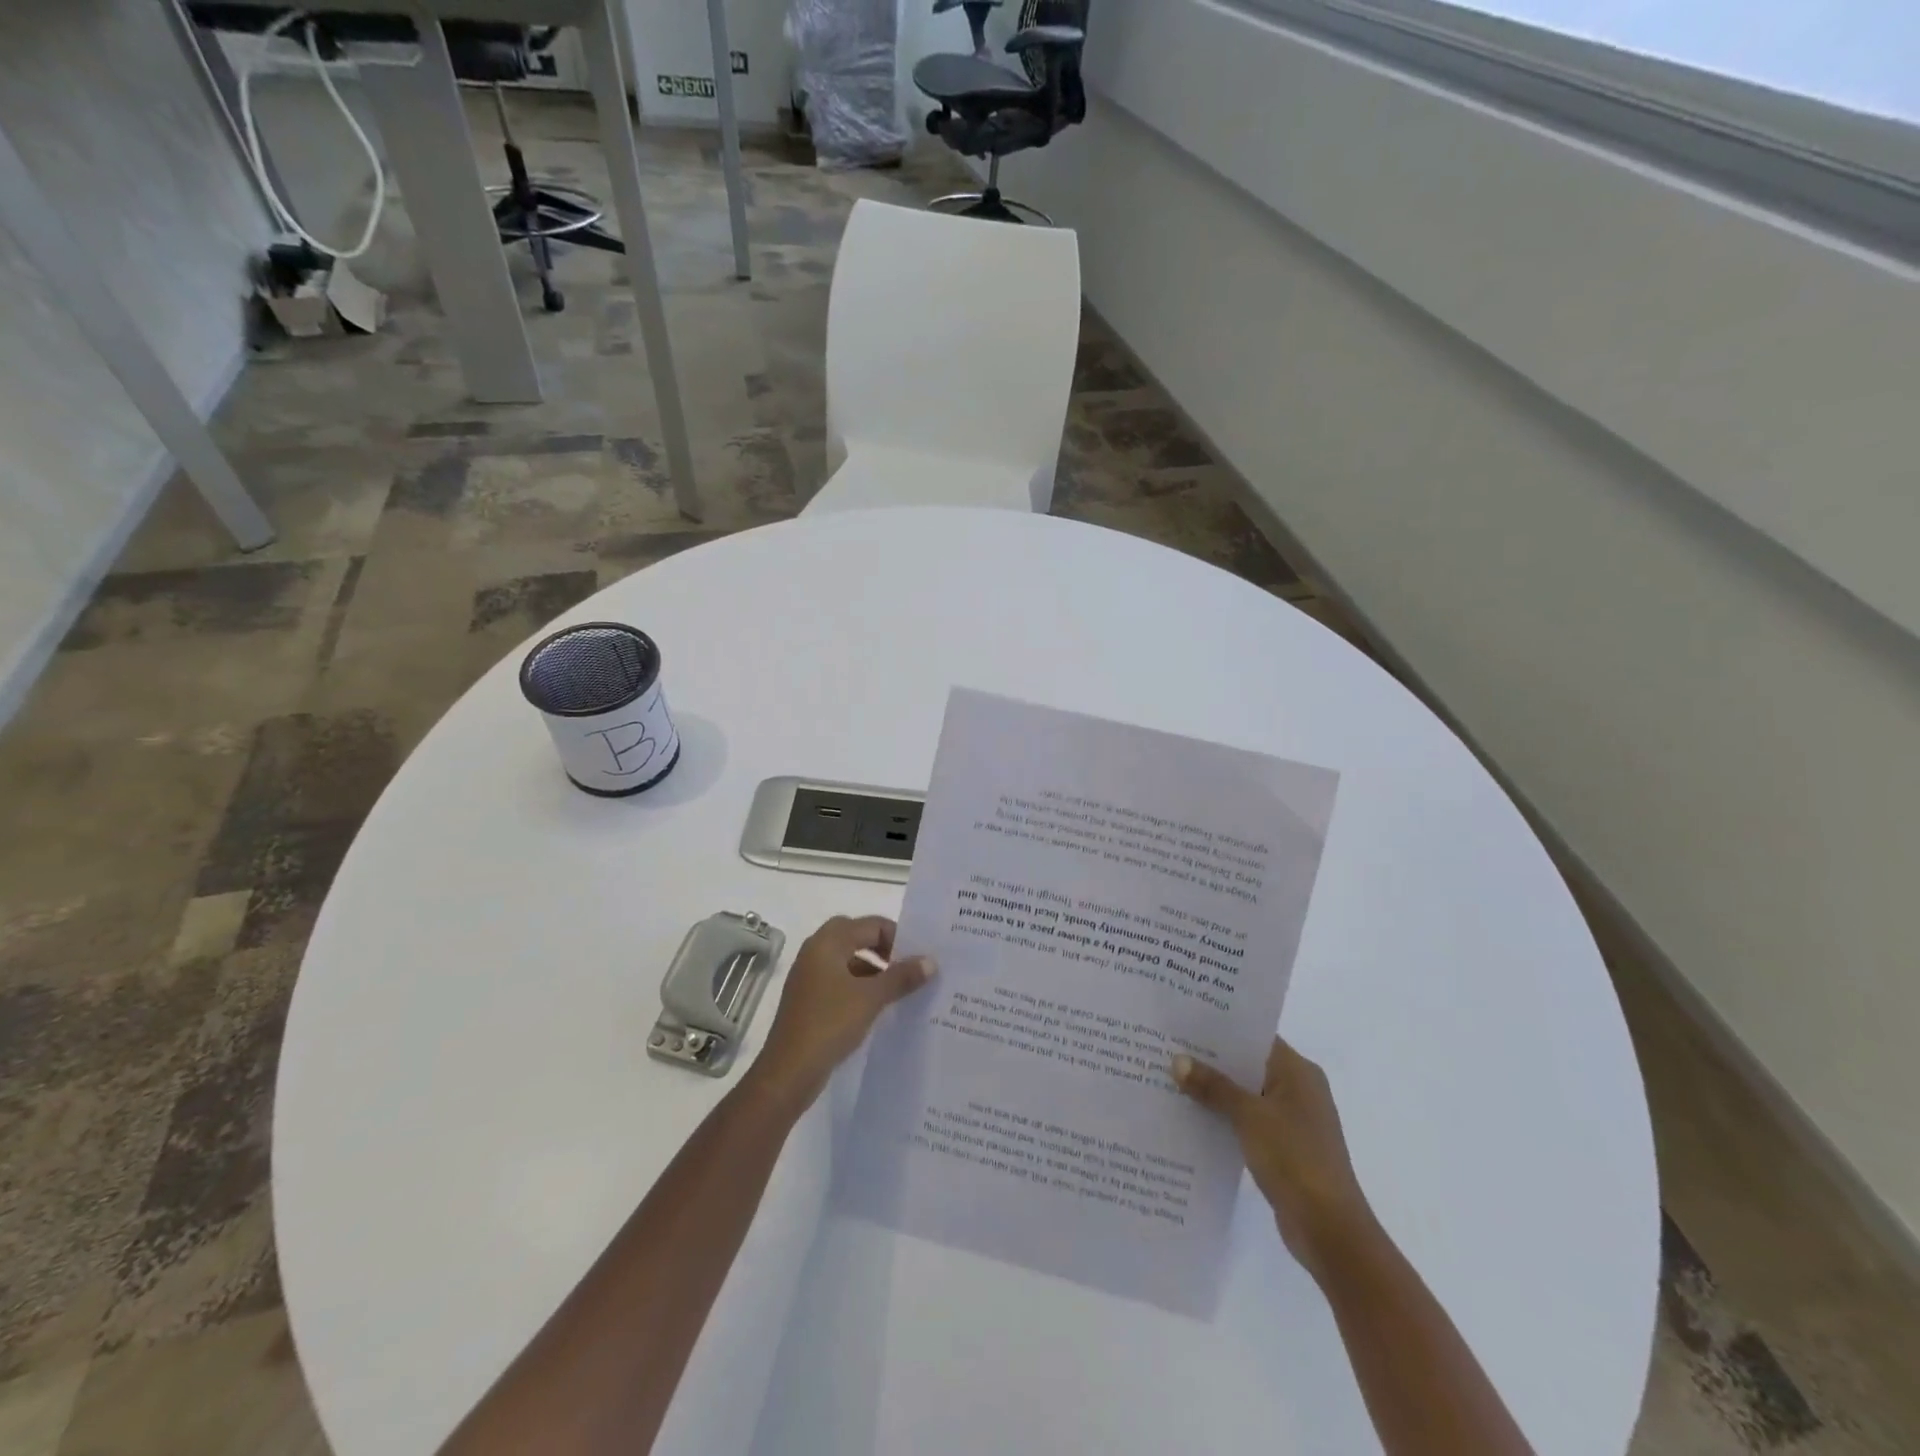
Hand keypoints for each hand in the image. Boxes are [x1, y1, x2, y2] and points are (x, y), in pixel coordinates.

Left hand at [749, 916, 933, 1109]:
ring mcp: (809, 976)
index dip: (897, 937)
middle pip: (855, 936)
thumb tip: (931, 961)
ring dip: (872, 969)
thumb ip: (902, 976)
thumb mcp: (872, 998)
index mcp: (827, 943)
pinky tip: (877, 1007)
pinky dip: (859, 986)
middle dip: (882, 948)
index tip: (917, 959)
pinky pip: (839, 981)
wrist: (789, 1072)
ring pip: (847, 960)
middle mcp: (815, 952)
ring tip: (898, 990)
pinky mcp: (809, 1000)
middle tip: (906, 966)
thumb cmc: (830, 1023)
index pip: (870, 925)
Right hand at [1173, 1037, 1374, 1278]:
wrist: (1329, 1231)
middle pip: (1248, 1065)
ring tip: (1170, 1079)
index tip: (1183, 1022)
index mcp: (1298, 1072)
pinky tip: (1190, 1117)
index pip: (1255, 1036)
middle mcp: (1298, 1090)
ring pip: (1245, 1094)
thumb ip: (1214, 1086)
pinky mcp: (1283, 1148)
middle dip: (1211, 1060)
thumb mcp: (1249, 1116)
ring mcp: (1291, 1121)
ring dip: (1215, 1091)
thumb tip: (1177, 1060)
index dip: (1220, 1028)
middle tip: (1168, 1048)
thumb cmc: (1294, 1159)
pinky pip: (1247, 1121)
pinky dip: (1223, 1117)